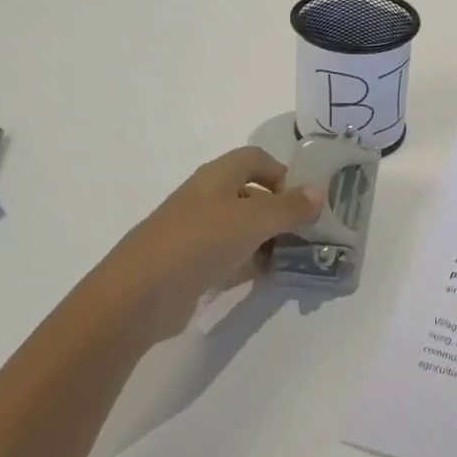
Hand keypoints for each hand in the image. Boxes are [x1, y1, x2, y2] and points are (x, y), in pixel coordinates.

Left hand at [87, 147, 321, 342]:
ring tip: (299, 257)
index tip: (305, 198)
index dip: (282, 172)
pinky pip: (233, 258)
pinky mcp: (194, 267)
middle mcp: (208, 200)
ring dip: (272, 239)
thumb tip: (319, 192)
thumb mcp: (252, 220)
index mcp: (217, 177)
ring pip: (245, 229)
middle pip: (253, 195)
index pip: (256, 159)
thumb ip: (289, 207)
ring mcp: (199, 235)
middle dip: (283, 211)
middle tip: (311, 232)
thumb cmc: (198, 243)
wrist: (137, 297)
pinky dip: (254, 263)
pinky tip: (273, 276)